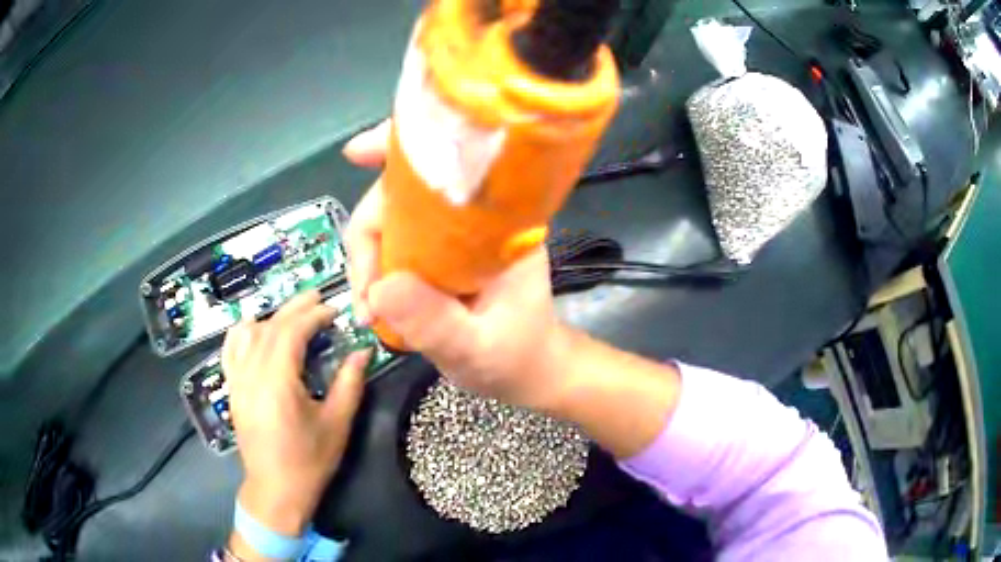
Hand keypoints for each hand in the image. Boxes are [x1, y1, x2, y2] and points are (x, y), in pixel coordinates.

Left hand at [222, 291, 367, 538]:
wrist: (276, 490)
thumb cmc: (309, 461)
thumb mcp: (336, 424)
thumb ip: (349, 383)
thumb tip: (363, 351)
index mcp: (277, 382)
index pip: (292, 332)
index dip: (314, 316)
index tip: (334, 310)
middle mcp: (252, 374)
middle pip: (271, 327)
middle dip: (295, 308)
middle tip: (318, 298)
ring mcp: (237, 381)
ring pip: (250, 333)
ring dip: (273, 318)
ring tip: (293, 314)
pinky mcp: (232, 389)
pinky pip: (230, 350)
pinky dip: (242, 333)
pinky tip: (254, 328)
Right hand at [343, 123, 570, 410]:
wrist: (530, 369)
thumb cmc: (516, 357)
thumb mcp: (478, 349)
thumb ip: (436, 324)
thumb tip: (380, 288)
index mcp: (498, 222)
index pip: (447, 164)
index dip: (400, 148)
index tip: (355, 153)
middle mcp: (473, 215)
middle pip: (400, 195)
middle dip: (366, 238)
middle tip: (364, 297)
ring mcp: (452, 232)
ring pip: (390, 219)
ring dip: (367, 260)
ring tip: (368, 311)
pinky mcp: (438, 251)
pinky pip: (393, 241)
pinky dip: (373, 266)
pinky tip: (372, 301)